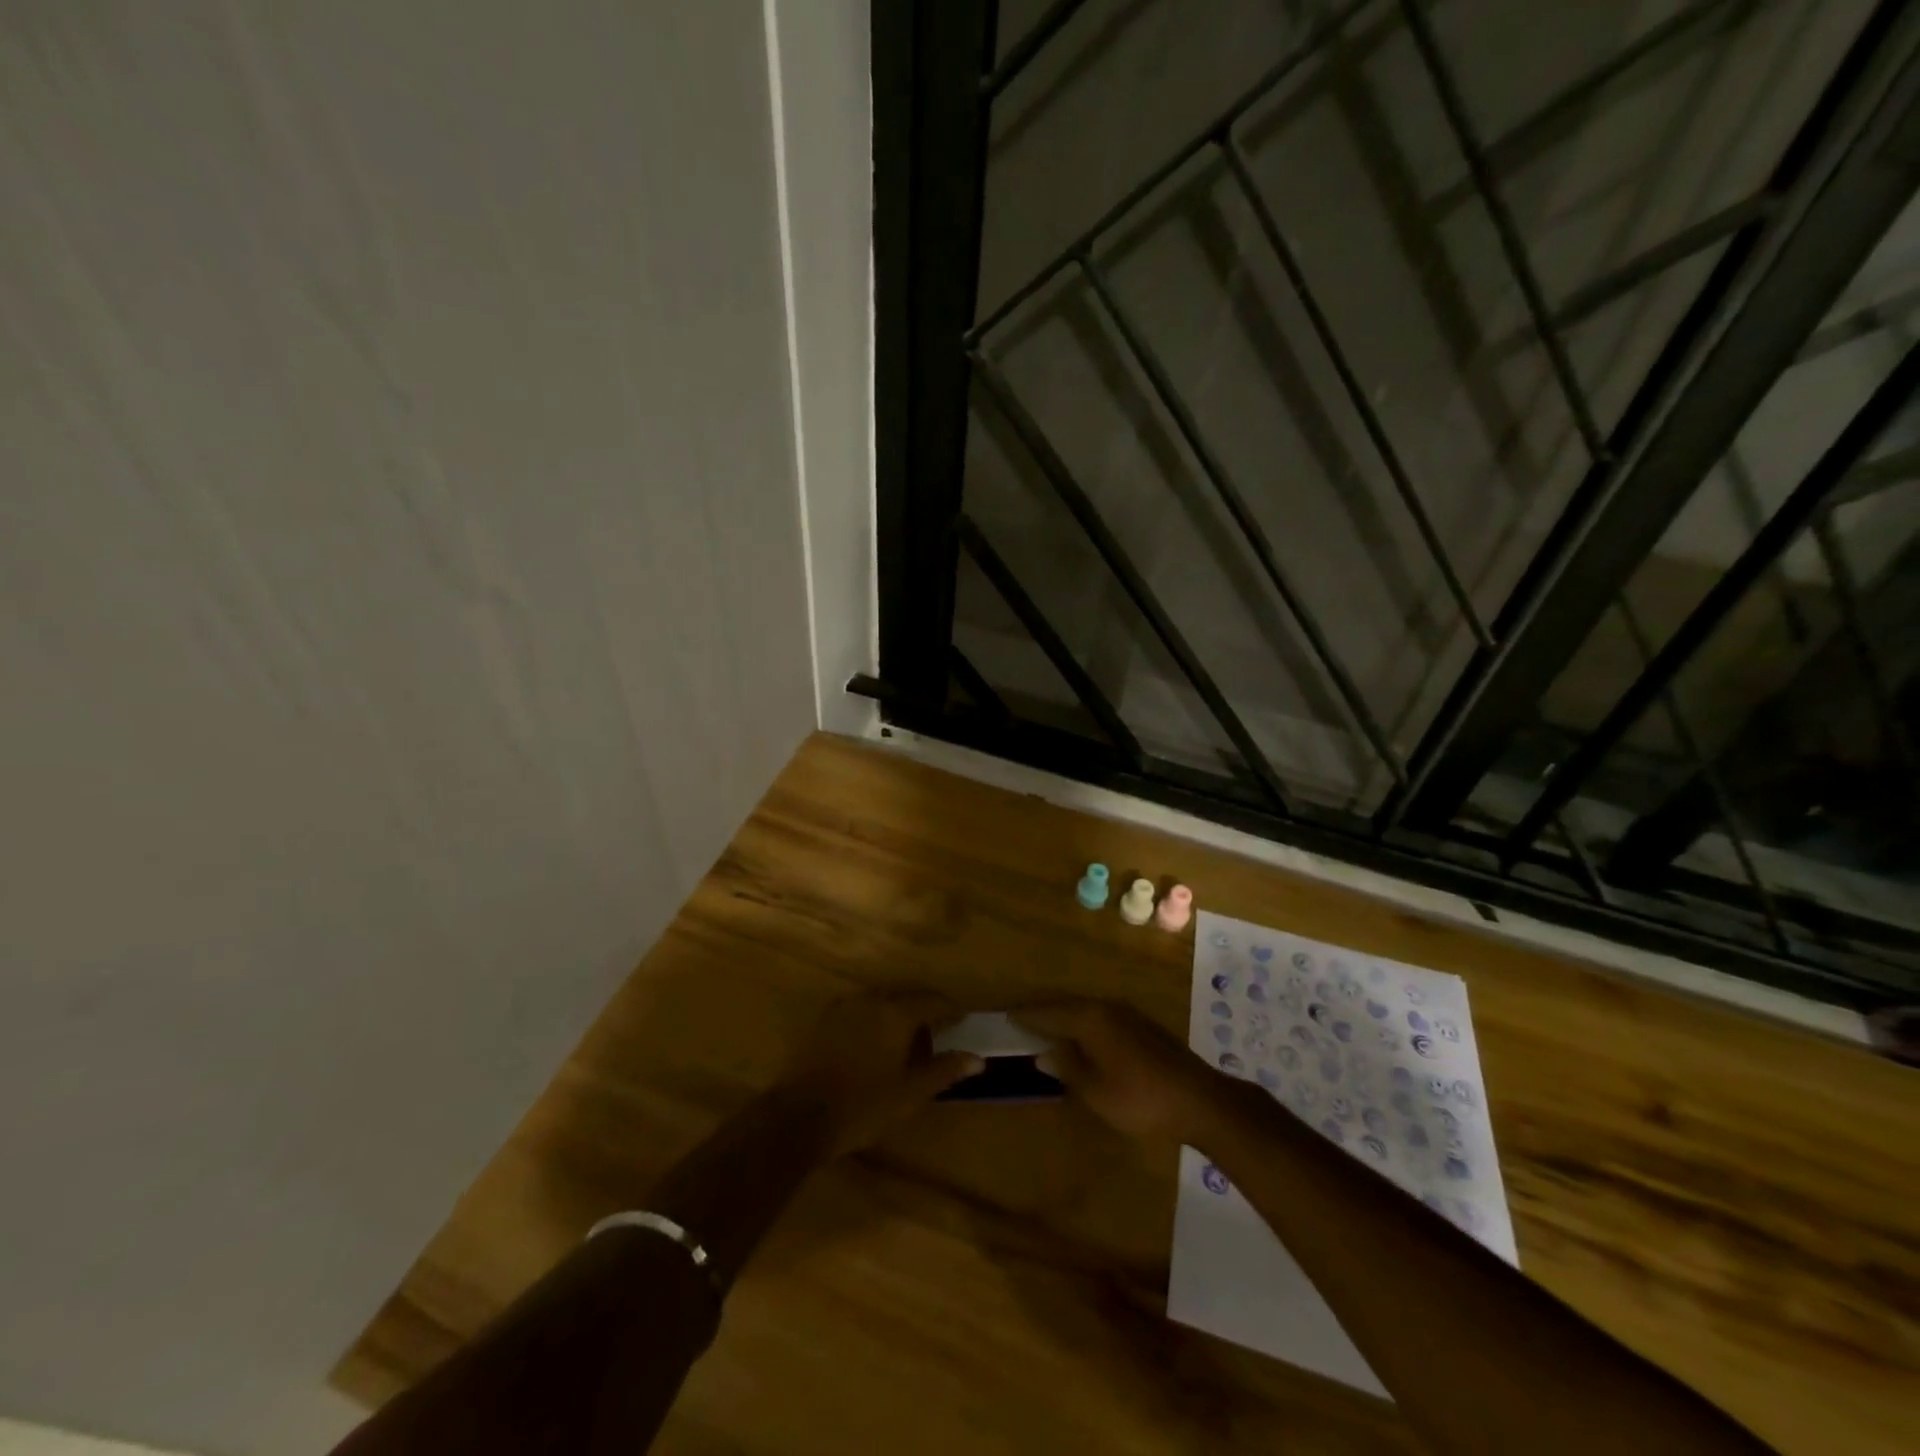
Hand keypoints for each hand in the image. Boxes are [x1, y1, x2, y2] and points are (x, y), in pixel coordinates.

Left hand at [777, 989, 982, 1156]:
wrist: (799, 1116)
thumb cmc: (863, 1106)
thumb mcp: (910, 1093)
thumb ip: (944, 1070)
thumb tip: (978, 1059)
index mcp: (896, 1012)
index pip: (933, 999)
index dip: (951, 1009)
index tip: (963, 1020)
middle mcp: (872, 999)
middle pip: (907, 994)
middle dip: (926, 1007)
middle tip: (939, 1029)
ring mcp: (845, 1005)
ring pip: (882, 999)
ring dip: (899, 1010)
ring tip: (909, 1036)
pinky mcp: (825, 1017)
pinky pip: (861, 1007)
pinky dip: (876, 1016)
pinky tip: (876, 1040)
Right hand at [1013, 999, 1226, 1145]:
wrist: (1199, 1100)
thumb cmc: (1140, 1099)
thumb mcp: (1095, 1091)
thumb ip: (1066, 1068)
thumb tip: (1042, 1053)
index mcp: (1090, 1019)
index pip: (1048, 1012)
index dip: (1026, 1016)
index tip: (1006, 1016)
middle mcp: (1106, 1007)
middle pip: (1066, 1006)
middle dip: (1044, 1014)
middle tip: (1021, 1021)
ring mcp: (1127, 1014)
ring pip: (1085, 1011)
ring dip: (1065, 1018)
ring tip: (1046, 1030)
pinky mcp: (1142, 1026)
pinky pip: (1101, 1018)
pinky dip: (1084, 1024)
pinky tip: (1082, 1039)